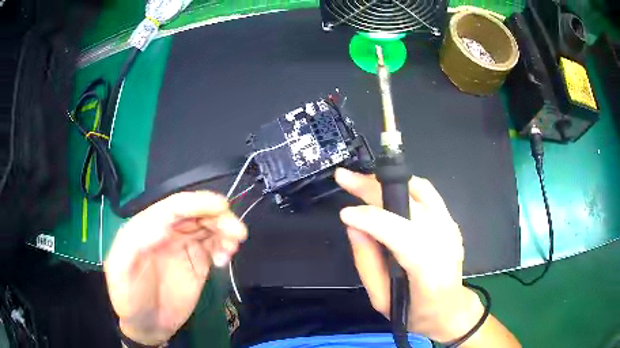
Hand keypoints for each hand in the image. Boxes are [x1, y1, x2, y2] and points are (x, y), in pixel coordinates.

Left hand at [104, 192, 246, 345]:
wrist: (147, 325)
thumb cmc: (129, 297)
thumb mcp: (122, 270)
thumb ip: (135, 244)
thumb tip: (163, 227)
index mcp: (146, 226)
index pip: (174, 207)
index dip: (197, 203)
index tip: (221, 207)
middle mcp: (167, 232)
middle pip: (195, 214)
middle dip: (218, 217)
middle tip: (237, 232)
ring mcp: (183, 247)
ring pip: (208, 228)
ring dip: (225, 231)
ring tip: (232, 247)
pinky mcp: (197, 263)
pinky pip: (214, 247)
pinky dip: (225, 247)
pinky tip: (225, 258)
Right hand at [335, 168, 483, 342]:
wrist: (450, 309)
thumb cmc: (416, 313)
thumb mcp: (382, 300)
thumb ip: (367, 263)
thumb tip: (354, 226)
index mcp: (429, 272)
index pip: (402, 235)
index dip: (372, 220)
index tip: (344, 213)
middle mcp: (446, 242)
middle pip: (411, 203)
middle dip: (374, 188)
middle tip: (345, 178)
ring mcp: (451, 227)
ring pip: (420, 189)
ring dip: (387, 181)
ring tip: (361, 181)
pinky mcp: (451, 220)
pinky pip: (426, 193)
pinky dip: (402, 185)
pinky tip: (383, 189)